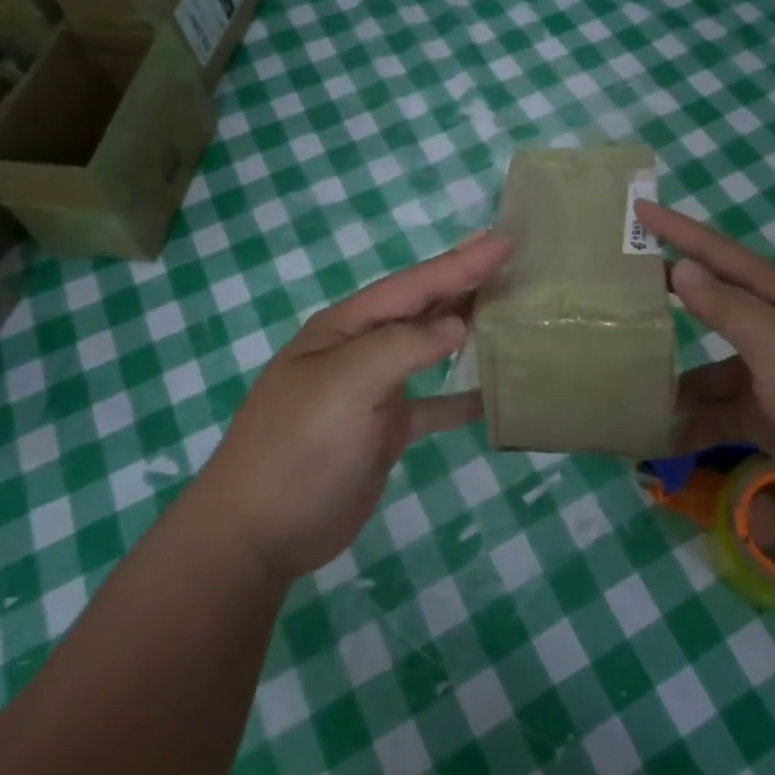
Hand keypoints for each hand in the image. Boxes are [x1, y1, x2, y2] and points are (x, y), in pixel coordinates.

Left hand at [200, 232, 510, 583]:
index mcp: (347, 327)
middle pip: (423, 307)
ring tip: (510, 310)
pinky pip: (433, 404)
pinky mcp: (385, 429)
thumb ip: (403, 346)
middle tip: (515, 260)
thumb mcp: (347, 384)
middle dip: (465, 282)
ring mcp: (374, 390)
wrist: (259, 533)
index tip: (507, 240)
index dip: (461, 262)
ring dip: (466, 328)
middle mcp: (362, 349)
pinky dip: (461, 397)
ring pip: (430, 349)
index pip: (414, 284)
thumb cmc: (299, 447)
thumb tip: (457, 325)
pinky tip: (493, 393)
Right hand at [638, 201, 774, 521]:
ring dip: (675, 381)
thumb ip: (728, 308)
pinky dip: (694, 424)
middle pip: (711, 309)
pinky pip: (721, 416)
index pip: (719, 254)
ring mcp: (772, 379)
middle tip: (617, 291)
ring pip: (710, 371)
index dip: (679, 231)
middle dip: (669, 300)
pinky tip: (658, 436)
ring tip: (624, 383)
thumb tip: (682, 268)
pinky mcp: (771, 421)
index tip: (638, 210)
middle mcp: (773, 332)